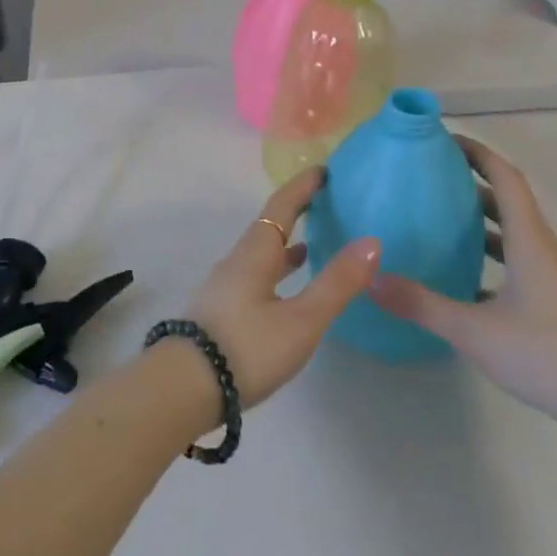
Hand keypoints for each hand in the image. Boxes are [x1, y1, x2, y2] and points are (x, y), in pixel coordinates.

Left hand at [186, 167, 381, 406]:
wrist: (185, 385)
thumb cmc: (247, 347)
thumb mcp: (301, 320)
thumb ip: (336, 283)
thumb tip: (371, 241)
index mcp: (255, 253)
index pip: (281, 207)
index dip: (302, 187)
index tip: (324, 170)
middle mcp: (238, 260)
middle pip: (270, 226)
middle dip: (296, 210)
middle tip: (325, 201)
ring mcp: (227, 285)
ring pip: (262, 252)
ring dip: (286, 242)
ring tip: (313, 242)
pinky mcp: (224, 309)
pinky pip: (257, 274)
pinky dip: (278, 269)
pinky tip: (287, 287)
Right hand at [369, 137, 556, 420]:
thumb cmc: (543, 354)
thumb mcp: (472, 329)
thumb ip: (419, 303)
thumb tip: (370, 278)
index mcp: (528, 241)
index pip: (505, 178)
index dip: (477, 153)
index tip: (443, 140)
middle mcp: (542, 250)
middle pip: (507, 200)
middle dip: (471, 181)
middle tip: (428, 175)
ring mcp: (549, 278)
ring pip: (512, 232)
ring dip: (479, 218)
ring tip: (438, 217)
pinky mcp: (551, 303)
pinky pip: (515, 261)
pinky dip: (488, 255)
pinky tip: (460, 275)